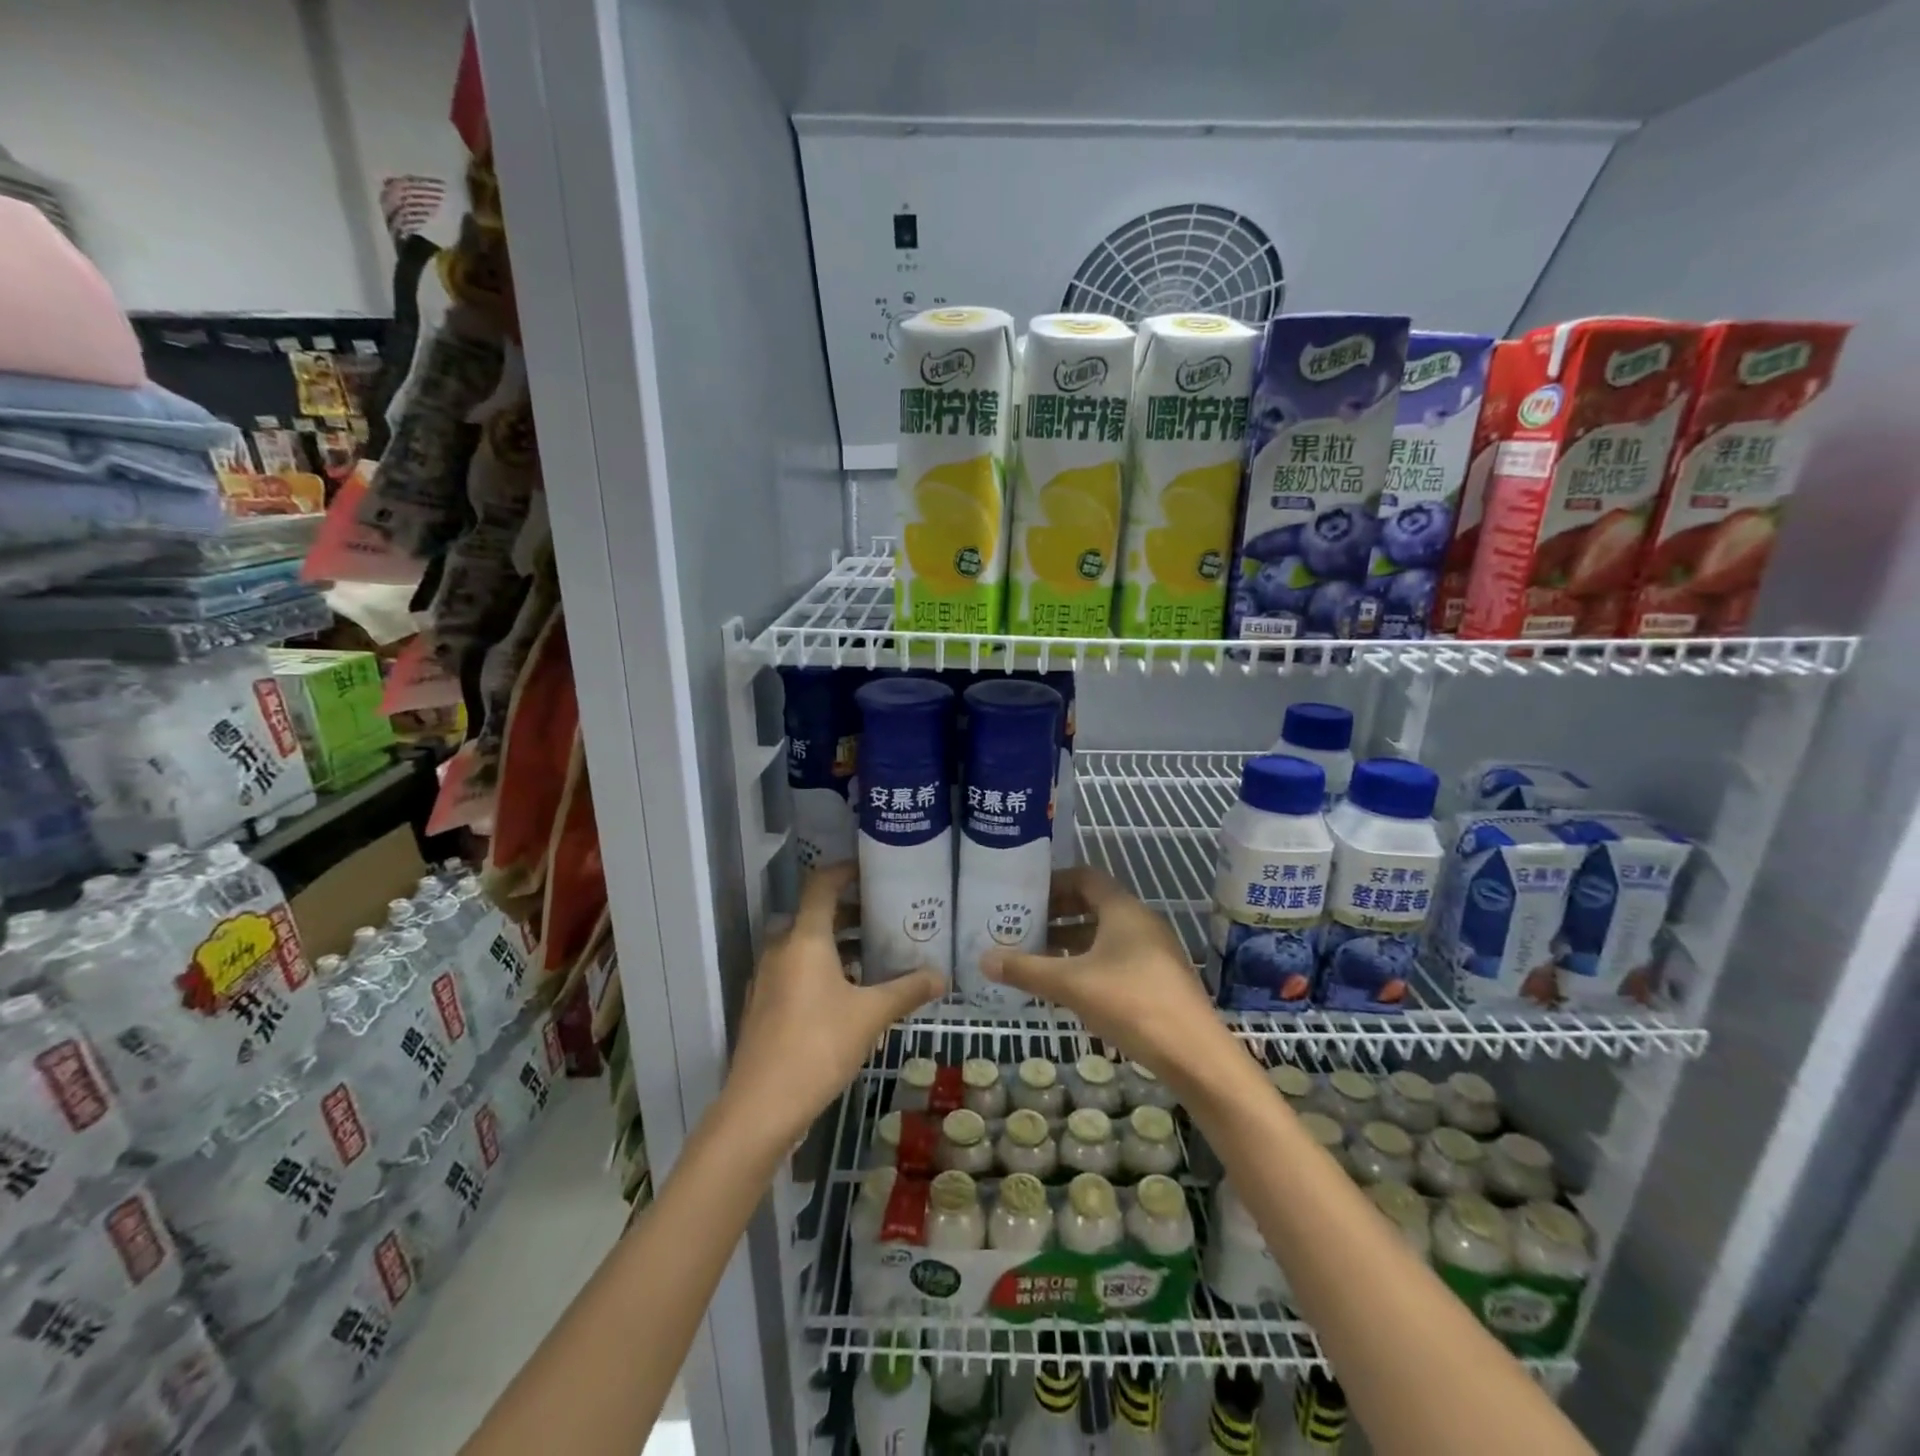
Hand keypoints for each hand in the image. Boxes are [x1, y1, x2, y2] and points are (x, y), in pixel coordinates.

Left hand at [726, 862, 945, 1145]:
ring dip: (836, 943)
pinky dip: (821, 968)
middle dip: (849, 912)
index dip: (844, 871)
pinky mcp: (763, 1005)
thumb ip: (907, 990)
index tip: (871, 871)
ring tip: (874, 955)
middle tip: (884, 917)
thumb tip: (942, 976)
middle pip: (814, 915)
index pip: (821, 885)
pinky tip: (848, 992)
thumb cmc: (818, 1046)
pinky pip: (795, 970)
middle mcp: (780, 949)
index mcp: (805, 939)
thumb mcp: (871, 1015)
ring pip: (804, 945)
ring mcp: (767, 978)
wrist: (761, 1107)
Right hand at [982, 867, 1245, 1098]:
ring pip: (1106, 934)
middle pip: (1095, 904)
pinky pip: (1118, 956)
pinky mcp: (1160, 978)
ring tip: (1039, 957)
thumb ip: (1026, 970)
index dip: (1054, 882)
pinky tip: (1071, 987)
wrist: (1194, 1054)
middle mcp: (1141, 921)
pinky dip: (1090, 961)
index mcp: (1123, 910)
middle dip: (1058, 914)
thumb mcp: (1071, 985)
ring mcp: (1155, 950)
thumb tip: (983, 959)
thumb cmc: (1130, 1003)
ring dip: (1073, 941)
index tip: (1026, 895)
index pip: (1085, 877)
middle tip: (1025, 926)